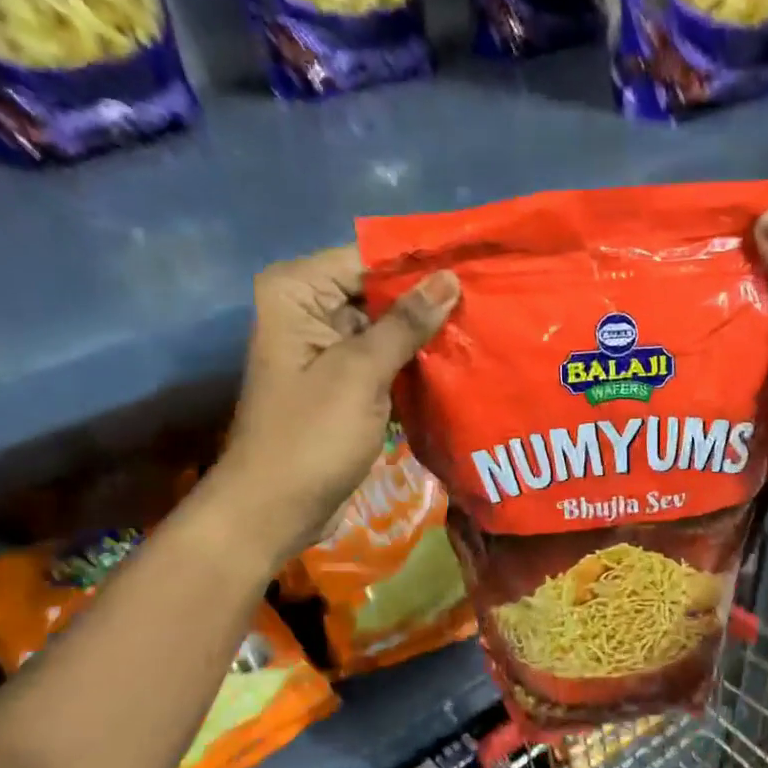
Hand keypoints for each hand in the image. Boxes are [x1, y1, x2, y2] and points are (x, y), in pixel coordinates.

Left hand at [212, 247, 459, 555]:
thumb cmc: (310, 436)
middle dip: (429, 298)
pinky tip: (460, 359)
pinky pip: (386, 357)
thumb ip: (405, 323)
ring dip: (428, 331)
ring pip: (388, 325)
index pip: (368, 258)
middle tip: (491, 297)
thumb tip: (449, 278)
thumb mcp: (360, 373)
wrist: (277, 508)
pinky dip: (416, 360)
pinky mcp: (345, 381)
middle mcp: (309, 310)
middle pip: (379, 289)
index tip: (475, 264)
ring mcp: (328, 347)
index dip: (420, 262)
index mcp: (297, 292)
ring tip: (486, 324)